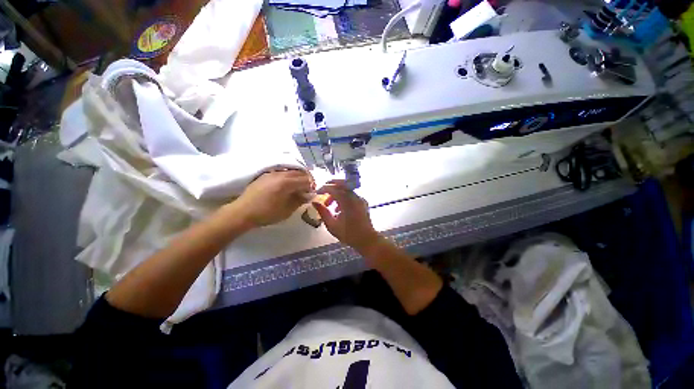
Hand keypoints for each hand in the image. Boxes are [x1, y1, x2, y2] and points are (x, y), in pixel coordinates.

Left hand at [231, 170, 313, 227]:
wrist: (243, 212)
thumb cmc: (267, 213)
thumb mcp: (287, 210)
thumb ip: (300, 200)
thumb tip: (310, 195)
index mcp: (286, 183)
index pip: (306, 180)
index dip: (312, 186)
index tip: (311, 194)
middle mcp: (280, 174)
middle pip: (300, 173)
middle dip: (306, 180)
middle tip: (307, 191)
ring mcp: (272, 173)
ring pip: (291, 171)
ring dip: (298, 178)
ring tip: (297, 188)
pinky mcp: (266, 175)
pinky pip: (283, 172)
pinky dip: (289, 177)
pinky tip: (286, 186)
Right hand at [313, 180, 381, 251]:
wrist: (367, 239)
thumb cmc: (349, 234)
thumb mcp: (332, 225)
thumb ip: (323, 212)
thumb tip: (314, 202)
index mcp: (347, 202)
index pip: (334, 189)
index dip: (323, 189)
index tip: (316, 193)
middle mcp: (355, 197)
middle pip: (342, 184)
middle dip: (331, 185)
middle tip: (323, 191)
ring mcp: (360, 199)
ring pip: (346, 190)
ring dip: (337, 194)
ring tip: (329, 206)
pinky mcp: (363, 202)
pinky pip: (351, 195)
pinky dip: (344, 198)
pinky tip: (339, 209)